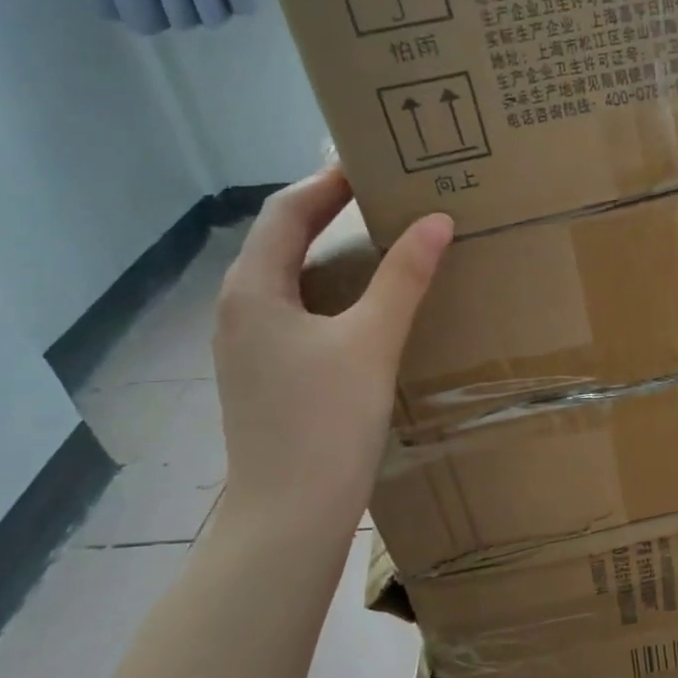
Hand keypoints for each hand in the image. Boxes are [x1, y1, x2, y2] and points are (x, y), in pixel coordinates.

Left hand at [212, 168, 451, 537]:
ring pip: (293, 278)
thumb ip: (404, 277)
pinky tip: (370, 304)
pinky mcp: (268, 374)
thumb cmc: (325, 422)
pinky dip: (335, 291)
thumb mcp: (372, 341)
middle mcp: (241, 309)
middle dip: (332, 210)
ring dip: (334, 251)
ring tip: (387, 239)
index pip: (287, 210)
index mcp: (253, 290)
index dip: (328, 180)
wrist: (289, 516)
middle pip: (285, 240)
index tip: (375, 161)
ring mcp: (251, 345)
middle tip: (388, 194)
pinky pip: (300, 311)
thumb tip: (436, 220)